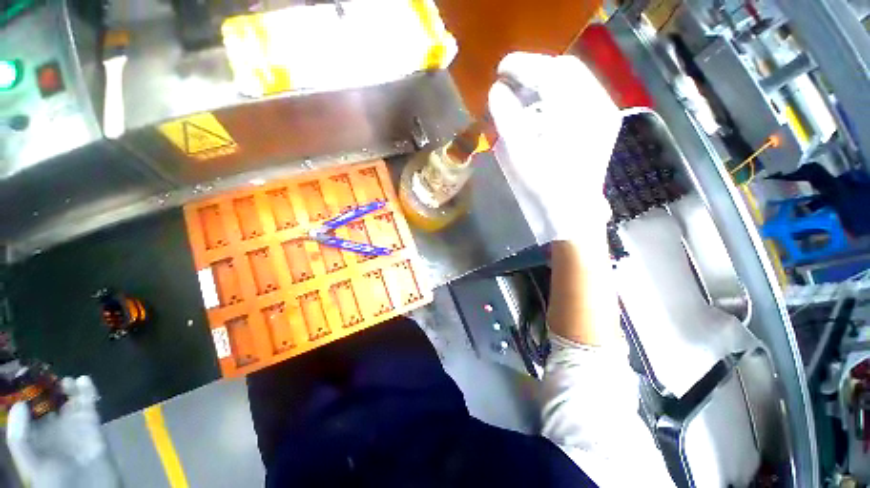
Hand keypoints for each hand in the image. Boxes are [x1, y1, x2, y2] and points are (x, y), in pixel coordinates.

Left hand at [6, 376, 118, 487]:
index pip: (27, 411)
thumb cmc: (53, 480)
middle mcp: (51, 428)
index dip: (25, 394)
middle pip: (48, 403)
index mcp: (34, 436)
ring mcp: (73, 426)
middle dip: (48, 388)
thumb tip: (19, 403)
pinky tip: (84, 380)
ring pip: (69, 400)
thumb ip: (20, 436)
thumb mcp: (30, 463)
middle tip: (45, 373)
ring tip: (64, 379)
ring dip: (67, 388)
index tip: (23, 376)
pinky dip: (87, 390)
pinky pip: (89, 404)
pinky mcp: (91, 424)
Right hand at [488, 52, 621, 241]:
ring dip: (548, 81)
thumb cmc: (544, 184)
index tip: (502, 69)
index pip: (549, 71)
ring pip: (576, 81)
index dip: (523, 65)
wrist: (572, 211)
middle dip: (536, 70)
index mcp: (576, 110)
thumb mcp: (520, 152)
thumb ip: (507, 117)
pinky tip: (545, 107)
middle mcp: (597, 103)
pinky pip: (582, 95)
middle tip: (513, 80)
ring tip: (526, 93)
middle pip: (566, 70)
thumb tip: (497, 90)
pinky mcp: (603, 123)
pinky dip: (561, 94)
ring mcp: (604, 113)